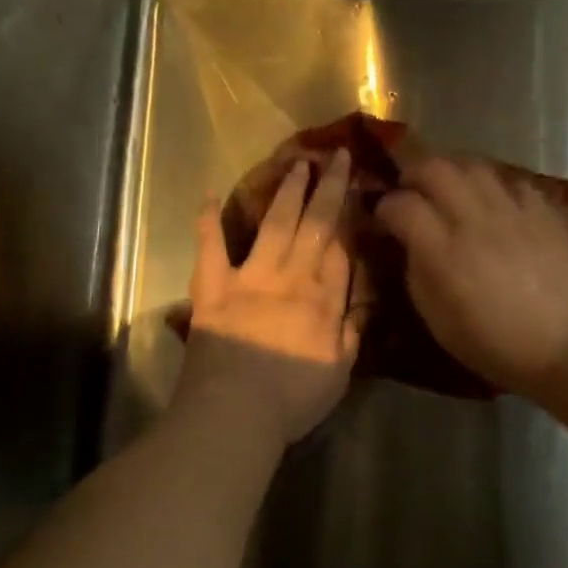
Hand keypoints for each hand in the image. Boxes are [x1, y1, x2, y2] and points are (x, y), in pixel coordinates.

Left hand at [175, 150, 361, 447]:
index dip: (349, 217)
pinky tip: (208, 193)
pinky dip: (207, 220)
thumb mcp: (339, 373)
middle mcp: (291, 277)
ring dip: (286, 192)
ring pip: (274, 224)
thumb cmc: (292, 400)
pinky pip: (210, 246)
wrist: (235, 412)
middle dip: (327, 188)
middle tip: (335, 156)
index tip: (355, 188)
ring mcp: (250, 277)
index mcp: (323, 299)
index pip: (341, 248)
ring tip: (296, 164)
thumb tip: (360, 306)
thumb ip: (350, 335)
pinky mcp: (213, 286)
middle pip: (315, 224)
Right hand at [378, 157, 567, 399]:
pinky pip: (512, 181)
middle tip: (411, 190)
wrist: (567, 349)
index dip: (385, 207)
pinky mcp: (544, 211)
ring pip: (474, 165)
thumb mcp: (437, 321)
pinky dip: (495, 186)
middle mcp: (475, 221)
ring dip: (453, 172)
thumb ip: (416, 273)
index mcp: (443, 252)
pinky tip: (494, 203)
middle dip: (414, 174)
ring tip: (450, 189)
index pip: (401, 205)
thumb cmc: (495, 345)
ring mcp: (513, 211)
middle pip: (434, 168)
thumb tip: (409, 242)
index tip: (385, 218)